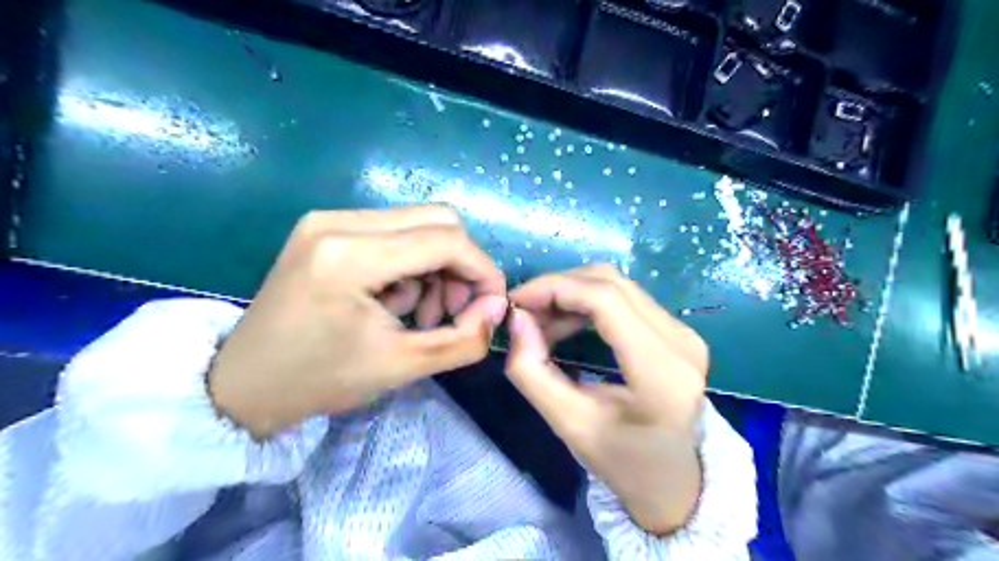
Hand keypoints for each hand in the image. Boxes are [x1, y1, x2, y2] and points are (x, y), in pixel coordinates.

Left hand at [211, 205, 507, 436]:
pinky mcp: (324, 228)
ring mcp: (327, 220)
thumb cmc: (319, 381)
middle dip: (461, 265)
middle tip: (455, 309)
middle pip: (437, 220)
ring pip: (417, 224)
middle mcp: (337, 222)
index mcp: (351, 257)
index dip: (482, 270)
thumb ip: (464, 339)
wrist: (243, 385)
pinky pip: (392, 232)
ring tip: (422, 312)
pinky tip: (396, 299)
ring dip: (436, 266)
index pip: (446, 240)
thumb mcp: (402, 367)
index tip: (491, 305)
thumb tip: (497, 307)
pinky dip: (411, 263)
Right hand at [505, 264, 705, 535]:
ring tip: (541, 321)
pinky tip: (566, 323)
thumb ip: (532, 373)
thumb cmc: (623, 463)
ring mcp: (684, 332)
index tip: (516, 302)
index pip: (605, 300)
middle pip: (610, 282)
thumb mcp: (569, 426)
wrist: (674, 481)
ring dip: (571, 293)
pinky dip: (588, 302)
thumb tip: (517, 319)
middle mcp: (681, 341)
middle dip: (558, 287)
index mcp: (662, 372)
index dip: (554, 288)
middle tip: (524, 312)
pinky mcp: (678, 331)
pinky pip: (625, 297)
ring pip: (617, 284)